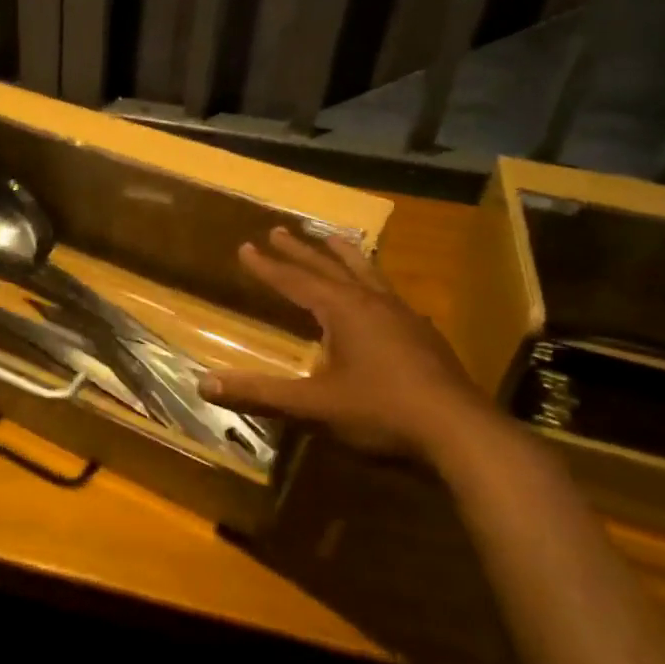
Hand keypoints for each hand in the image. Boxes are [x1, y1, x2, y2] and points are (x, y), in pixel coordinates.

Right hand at [199, 227, 492, 463]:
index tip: (245, 246)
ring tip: (332, 237)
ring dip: (344, 254)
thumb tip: (204, 384)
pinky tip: (380, 295)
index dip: (267, 267)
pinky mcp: (424, 335)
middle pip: (328, 268)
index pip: (295, 281)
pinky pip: (390, 294)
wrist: (460, 433)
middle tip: (279, 230)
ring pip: (367, 273)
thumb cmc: (381, 413)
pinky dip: (373, 283)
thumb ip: (260, 394)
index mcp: (343, 311)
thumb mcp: (313, 406)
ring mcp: (403, 316)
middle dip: (300, 251)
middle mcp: (372, 302)